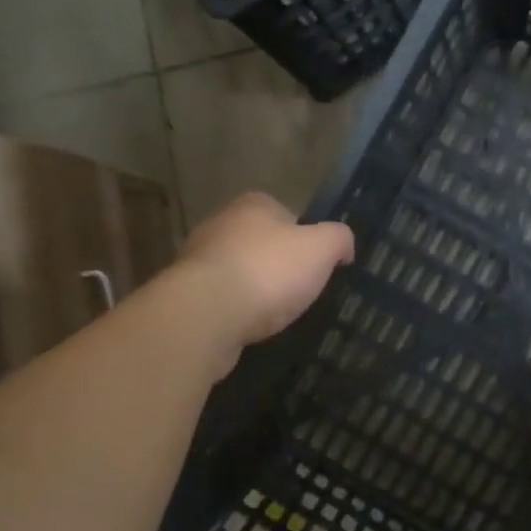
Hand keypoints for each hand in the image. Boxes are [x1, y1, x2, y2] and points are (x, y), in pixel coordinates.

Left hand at [174, 193, 354, 369]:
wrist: (207, 313)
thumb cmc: (269, 271)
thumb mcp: (321, 248)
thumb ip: (339, 239)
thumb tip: (344, 246)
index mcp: (253, 205)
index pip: (286, 214)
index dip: (304, 238)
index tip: (314, 264)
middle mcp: (221, 223)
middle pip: (259, 242)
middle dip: (276, 263)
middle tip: (298, 290)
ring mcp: (198, 259)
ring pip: (237, 270)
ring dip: (253, 288)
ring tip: (273, 313)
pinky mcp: (186, 293)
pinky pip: (220, 298)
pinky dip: (235, 310)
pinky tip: (247, 326)